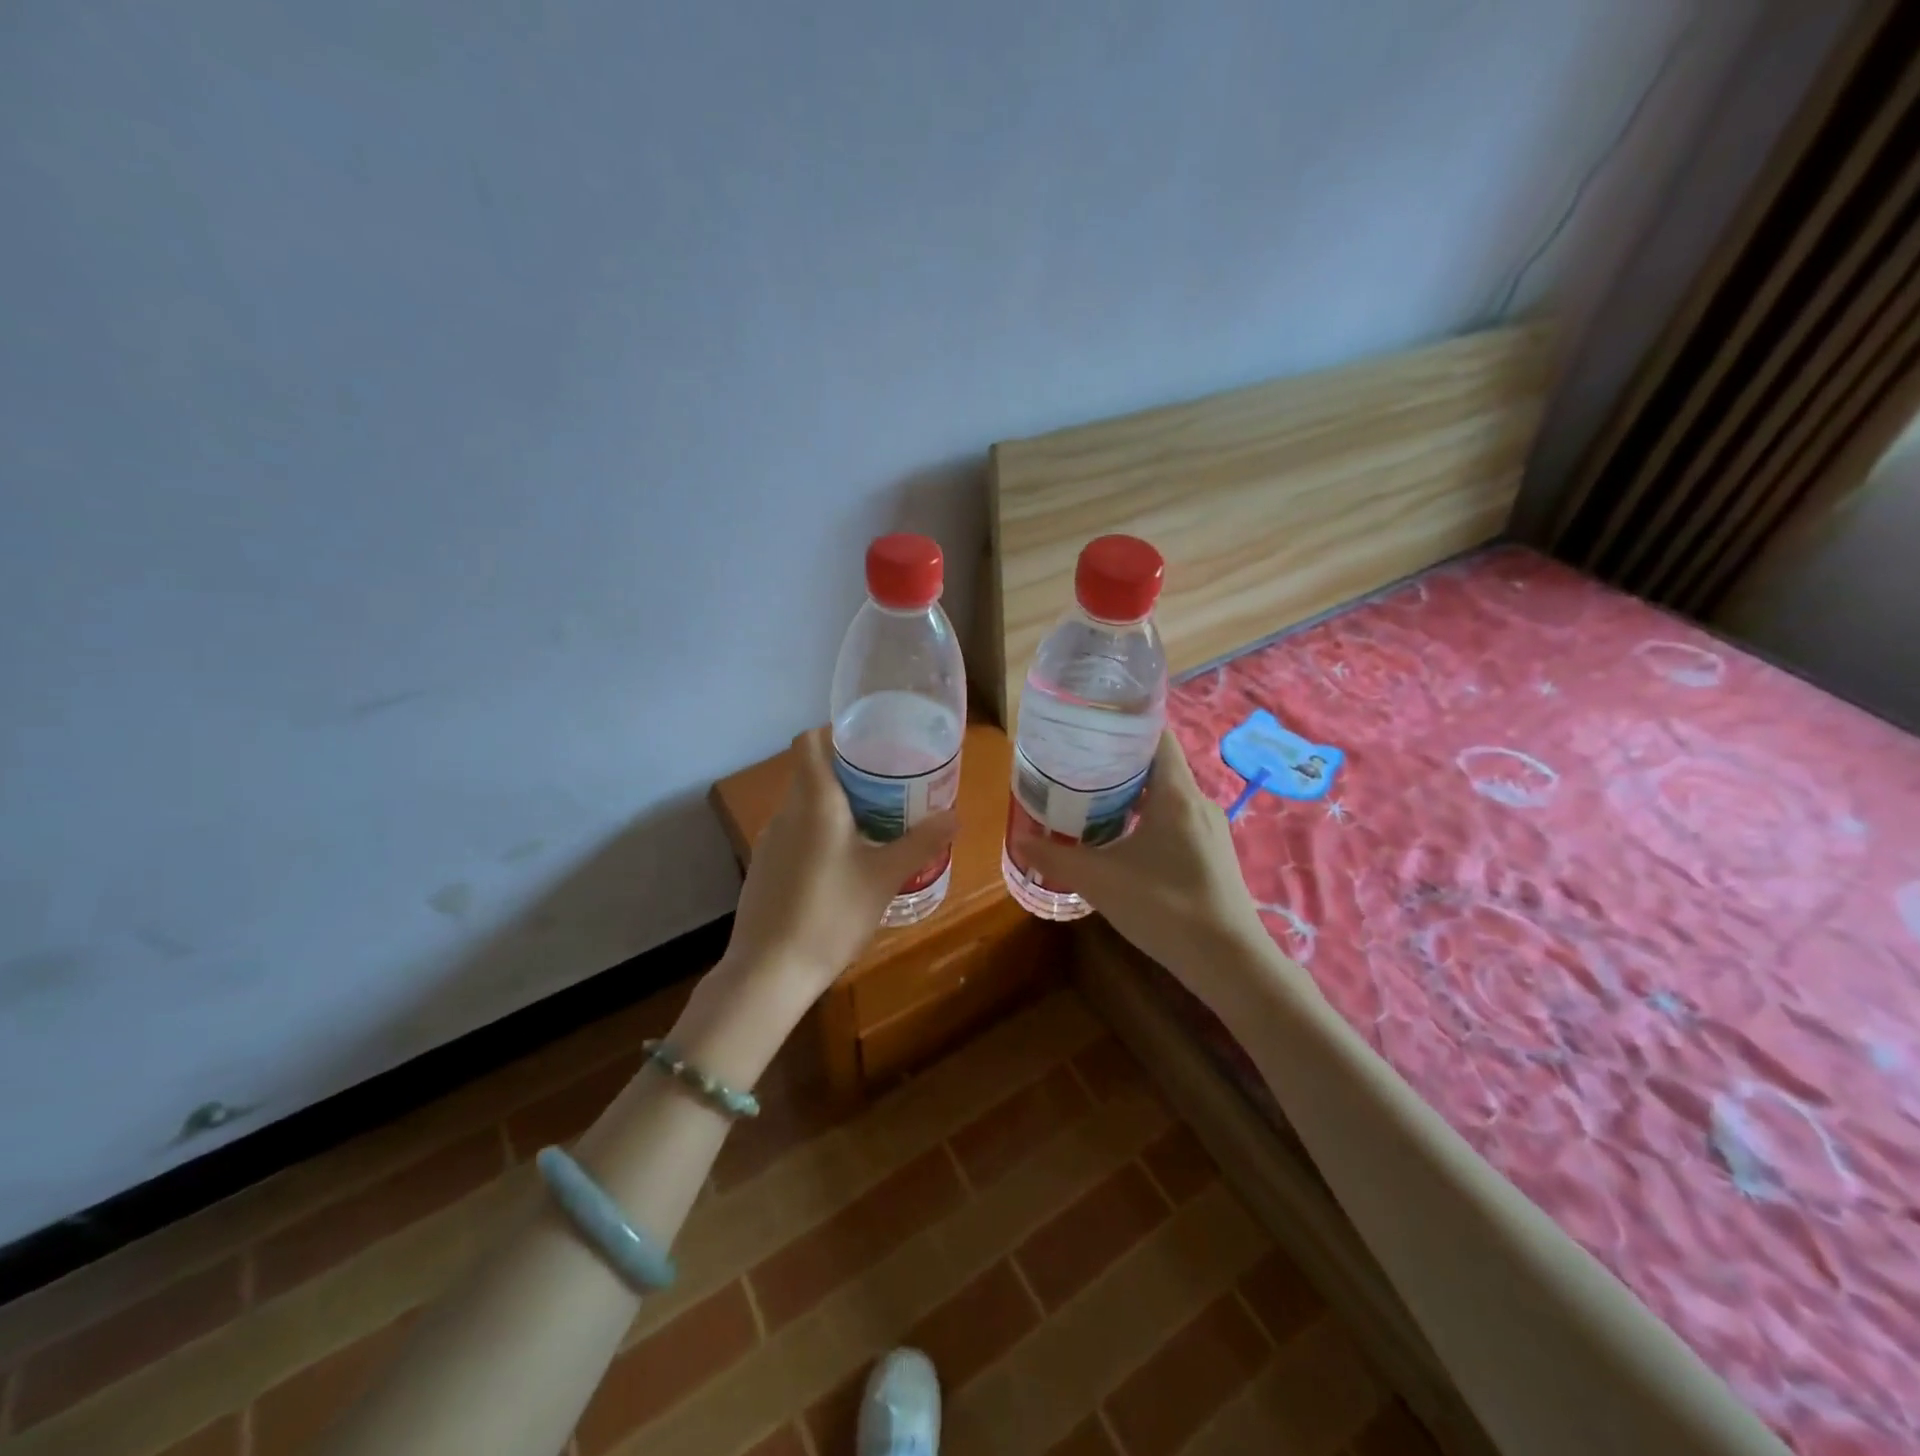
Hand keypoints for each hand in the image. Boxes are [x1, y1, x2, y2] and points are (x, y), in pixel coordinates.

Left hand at [724, 727, 959, 999]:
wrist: (769, 972)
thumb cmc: (831, 913)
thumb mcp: (885, 878)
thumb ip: (921, 843)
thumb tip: (956, 815)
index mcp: (814, 801)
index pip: (809, 742)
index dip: (835, 734)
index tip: (871, 745)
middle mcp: (786, 812)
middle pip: (812, 775)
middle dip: (850, 777)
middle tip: (891, 789)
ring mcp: (769, 842)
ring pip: (804, 808)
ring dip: (835, 810)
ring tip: (874, 827)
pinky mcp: (763, 869)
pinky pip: (795, 836)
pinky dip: (819, 837)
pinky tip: (842, 868)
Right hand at [1023, 733, 1281, 1009]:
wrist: (1228, 962)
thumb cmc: (1165, 907)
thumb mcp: (1100, 880)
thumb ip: (1056, 857)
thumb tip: (1020, 839)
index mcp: (1176, 793)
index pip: (1156, 735)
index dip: (1124, 724)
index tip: (1089, 727)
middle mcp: (1198, 802)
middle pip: (1157, 764)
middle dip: (1118, 762)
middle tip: (1077, 765)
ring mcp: (1210, 830)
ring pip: (1166, 795)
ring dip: (1132, 794)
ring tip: (1091, 800)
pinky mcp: (1213, 855)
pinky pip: (1176, 820)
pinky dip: (1148, 819)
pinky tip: (1122, 840)